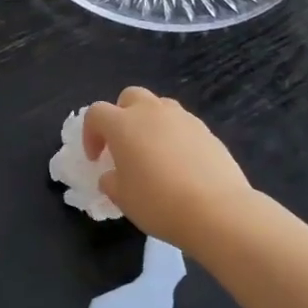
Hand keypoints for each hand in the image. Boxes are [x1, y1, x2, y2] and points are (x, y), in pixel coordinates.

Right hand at [83, 88, 252, 249]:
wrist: (217, 210)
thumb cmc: (158, 202)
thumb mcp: (122, 197)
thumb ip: (111, 180)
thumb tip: (113, 175)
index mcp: (124, 124)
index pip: (96, 113)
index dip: (90, 134)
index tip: (96, 159)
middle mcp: (152, 112)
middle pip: (130, 97)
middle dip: (121, 115)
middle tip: (123, 145)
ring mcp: (183, 118)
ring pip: (159, 107)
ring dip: (150, 122)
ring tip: (153, 153)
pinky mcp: (207, 131)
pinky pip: (183, 125)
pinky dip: (174, 137)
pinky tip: (179, 165)